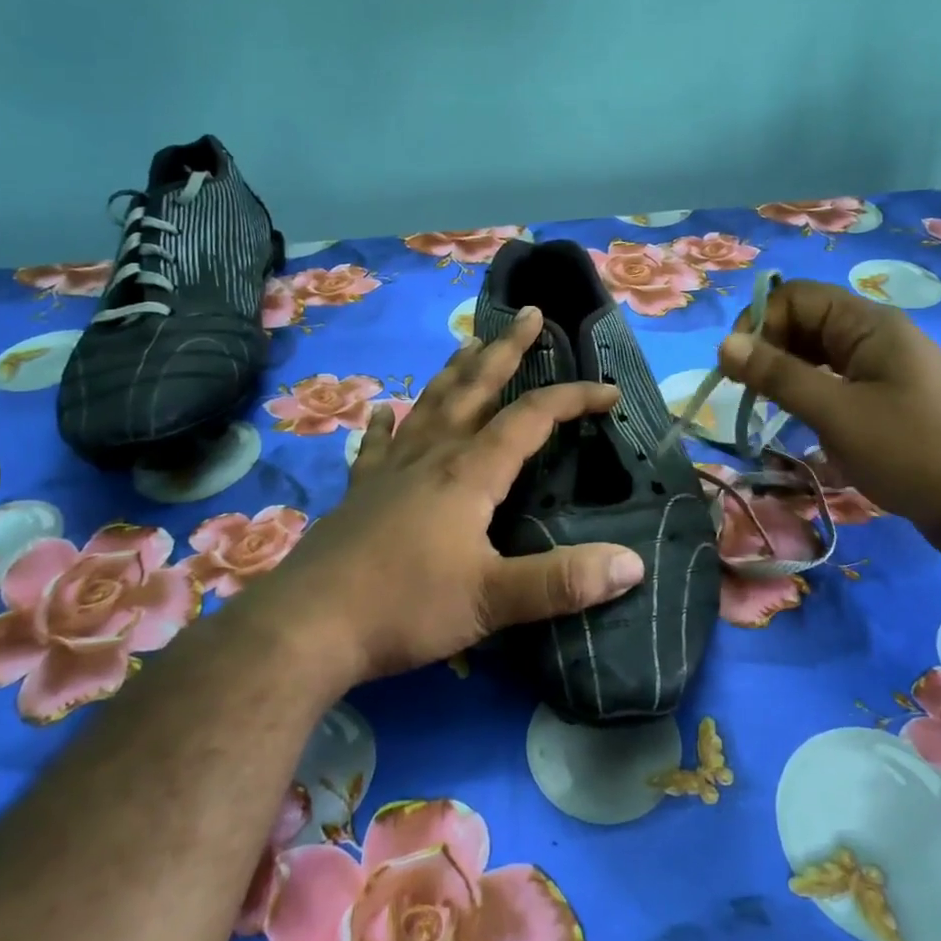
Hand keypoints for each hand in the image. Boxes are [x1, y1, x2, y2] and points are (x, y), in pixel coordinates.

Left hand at [272, 306, 646, 684]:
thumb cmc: (405, 607)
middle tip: (530, 314)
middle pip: (476, 388)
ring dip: (456, 371)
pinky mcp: (360, 492)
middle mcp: (431, 455)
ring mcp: (390, 469)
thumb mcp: (492, 601)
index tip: (609, 392)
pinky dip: (384, 423)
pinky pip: (376, 444)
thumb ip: (562, 582)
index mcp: (469, 472)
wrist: (307, 626)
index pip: (531, 418)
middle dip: (507, 349)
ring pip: (431, 404)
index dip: (573, 398)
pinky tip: (382, 409)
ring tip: (470, 343)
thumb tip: (632, 564)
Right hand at [716, 279, 940, 559]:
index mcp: (868, 324)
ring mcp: (885, 369)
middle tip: (749, 394)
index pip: (795, 296)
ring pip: (819, 355)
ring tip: (770, 410)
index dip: (760, 323)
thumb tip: (724, 343)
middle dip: (770, 350)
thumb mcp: (837, 412)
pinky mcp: (889, 401)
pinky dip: (812, 396)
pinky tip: (803, 424)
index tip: (738, 368)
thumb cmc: (913, 451)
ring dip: (788, 376)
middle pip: (806, 322)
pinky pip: (837, 383)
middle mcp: (876, 336)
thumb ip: (778, 375)